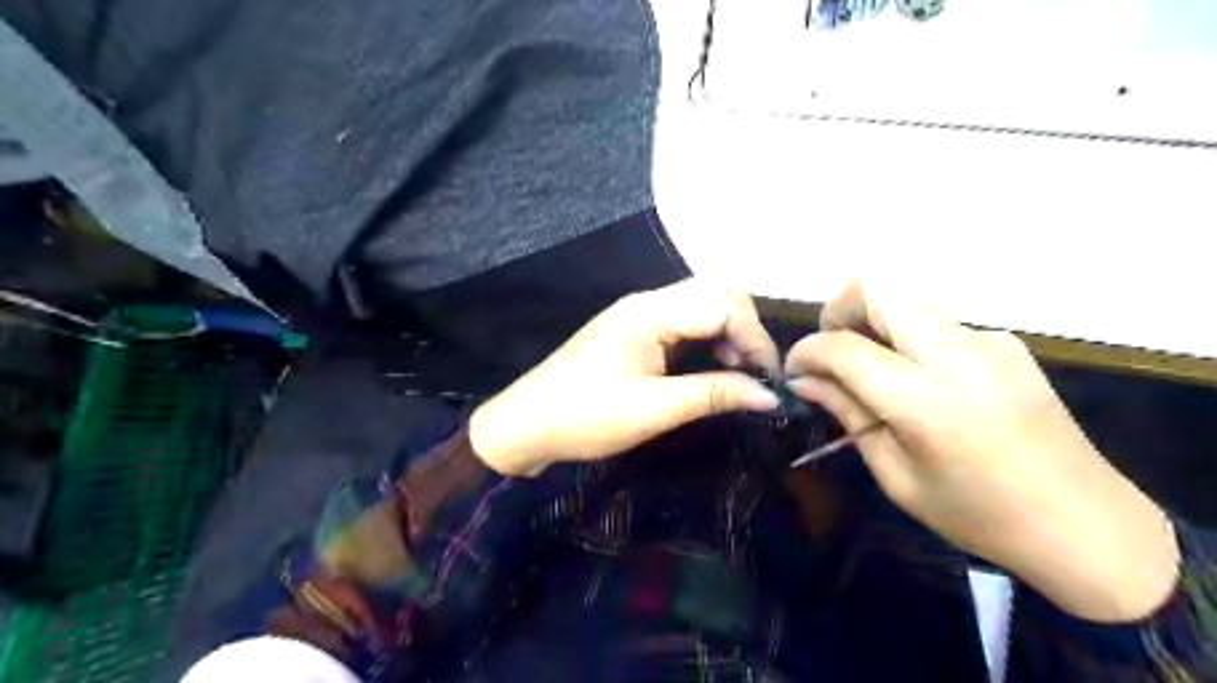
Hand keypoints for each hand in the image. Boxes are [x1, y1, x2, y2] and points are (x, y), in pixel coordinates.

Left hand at [468, 280, 777, 476]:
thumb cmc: (586, 417)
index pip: (723, 306)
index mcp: (650, 312)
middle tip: (755, 375)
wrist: (526, 424)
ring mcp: (639, 313)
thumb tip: (769, 395)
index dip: (756, 340)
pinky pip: (684, 321)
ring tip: (738, 374)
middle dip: (747, 329)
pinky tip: (711, 367)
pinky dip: (708, 339)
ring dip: (729, 333)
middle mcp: (648, 302)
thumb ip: (714, 394)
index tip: (771, 382)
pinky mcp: (635, 330)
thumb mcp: (654, 409)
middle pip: (716, 293)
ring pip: (702, 305)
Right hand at [789, 277, 1179, 624]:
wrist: (1085, 526)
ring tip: (867, 367)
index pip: (843, 346)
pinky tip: (916, 379)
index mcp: (926, 400)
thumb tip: (804, 381)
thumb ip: (847, 414)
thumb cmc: (978, 515)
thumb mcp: (896, 475)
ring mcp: (987, 340)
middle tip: (830, 350)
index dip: (806, 351)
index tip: (795, 371)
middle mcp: (957, 353)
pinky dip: (907, 336)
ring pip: (906, 297)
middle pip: (878, 284)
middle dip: (838, 308)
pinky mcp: (1005, 341)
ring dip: (872, 320)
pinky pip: (935, 321)